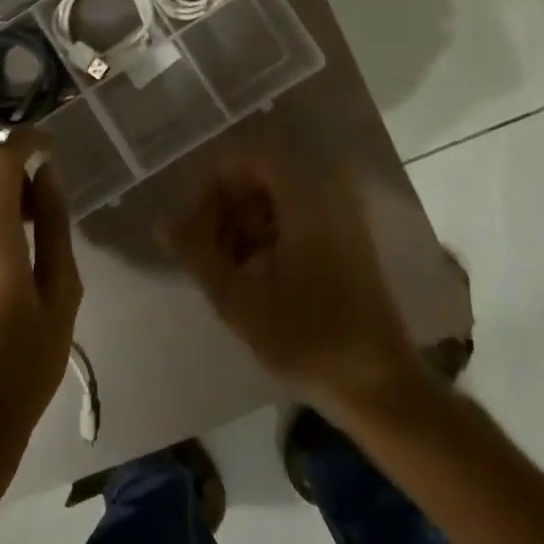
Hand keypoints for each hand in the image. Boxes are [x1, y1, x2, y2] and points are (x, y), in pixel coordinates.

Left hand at [0, 135, 82, 474]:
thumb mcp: (61, 295)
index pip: (0, 160)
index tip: (49, 145)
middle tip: (36, 190)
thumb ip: (56, 226)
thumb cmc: (27, 364)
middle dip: (4, 157)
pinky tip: (1, 246)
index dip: (26, 140)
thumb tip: (48, 174)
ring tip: (24, 222)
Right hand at [162, 150, 415, 411]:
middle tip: (201, 250)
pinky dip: (264, 236)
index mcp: (307, 197)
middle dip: (223, 207)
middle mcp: (328, 194)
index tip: (190, 222)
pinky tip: (249, 275)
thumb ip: (197, 254)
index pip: (248, 157)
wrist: (380, 386)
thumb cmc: (308, 339)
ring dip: (241, 224)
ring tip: (221, 269)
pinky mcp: (345, 240)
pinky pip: (293, 217)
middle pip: (259, 177)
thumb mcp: (239, 299)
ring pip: (274, 199)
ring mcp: (340, 217)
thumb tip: (164, 224)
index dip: (211, 183)